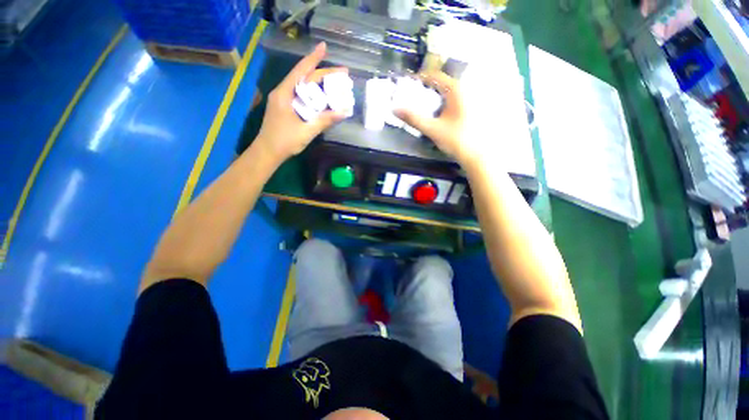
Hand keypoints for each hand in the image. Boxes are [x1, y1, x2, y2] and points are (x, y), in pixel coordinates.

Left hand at [256, 42, 346, 161]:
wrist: (268, 153)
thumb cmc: (284, 141)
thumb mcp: (307, 131)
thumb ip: (324, 121)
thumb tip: (343, 112)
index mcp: (284, 93)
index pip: (301, 71)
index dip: (314, 58)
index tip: (325, 47)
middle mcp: (283, 93)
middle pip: (305, 78)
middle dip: (323, 74)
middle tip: (343, 75)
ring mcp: (284, 101)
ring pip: (304, 88)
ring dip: (320, 86)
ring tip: (337, 86)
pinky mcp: (286, 109)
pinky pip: (302, 98)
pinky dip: (314, 97)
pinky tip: (324, 99)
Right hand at [394, 71, 474, 164]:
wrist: (476, 154)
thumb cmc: (455, 140)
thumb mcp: (432, 129)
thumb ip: (413, 118)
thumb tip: (394, 109)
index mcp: (456, 90)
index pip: (434, 76)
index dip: (419, 78)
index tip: (407, 85)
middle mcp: (464, 90)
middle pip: (441, 82)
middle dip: (425, 88)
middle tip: (412, 96)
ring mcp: (468, 99)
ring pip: (446, 92)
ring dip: (433, 96)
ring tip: (421, 105)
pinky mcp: (469, 109)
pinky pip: (452, 100)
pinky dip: (441, 103)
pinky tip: (436, 114)